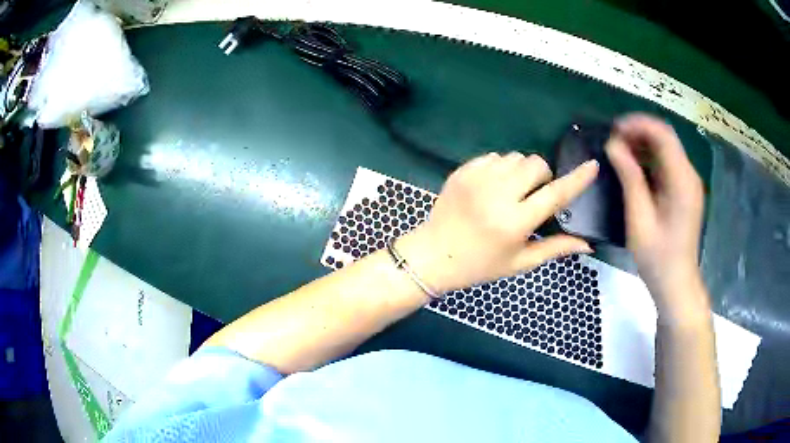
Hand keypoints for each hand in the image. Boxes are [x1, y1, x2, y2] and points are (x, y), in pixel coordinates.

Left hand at [398, 152, 598, 293]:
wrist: (433, 255)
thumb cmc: (480, 265)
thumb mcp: (519, 262)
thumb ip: (555, 248)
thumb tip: (588, 244)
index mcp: (514, 222)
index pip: (555, 195)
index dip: (577, 179)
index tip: (593, 165)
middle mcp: (497, 195)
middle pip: (536, 164)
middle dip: (542, 177)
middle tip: (532, 197)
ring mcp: (477, 179)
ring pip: (515, 157)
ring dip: (521, 171)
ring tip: (511, 193)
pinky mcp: (462, 171)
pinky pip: (494, 157)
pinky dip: (500, 168)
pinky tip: (492, 188)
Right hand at [605, 114, 708, 318]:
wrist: (676, 282)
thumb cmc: (657, 256)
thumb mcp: (639, 217)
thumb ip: (629, 177)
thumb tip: (613, 144)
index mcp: (682, 180)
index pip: (663, 134)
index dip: (638, 124)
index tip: (613, 129)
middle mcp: (689, 175)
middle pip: (665, 138)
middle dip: (639, 132)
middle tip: (613, 140)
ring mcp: (689, 183)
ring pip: (666, 148)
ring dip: (643, 144)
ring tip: (619, 151)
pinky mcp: (685, 190)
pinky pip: (667, 163)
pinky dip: (650, 158)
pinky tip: (634, 167)